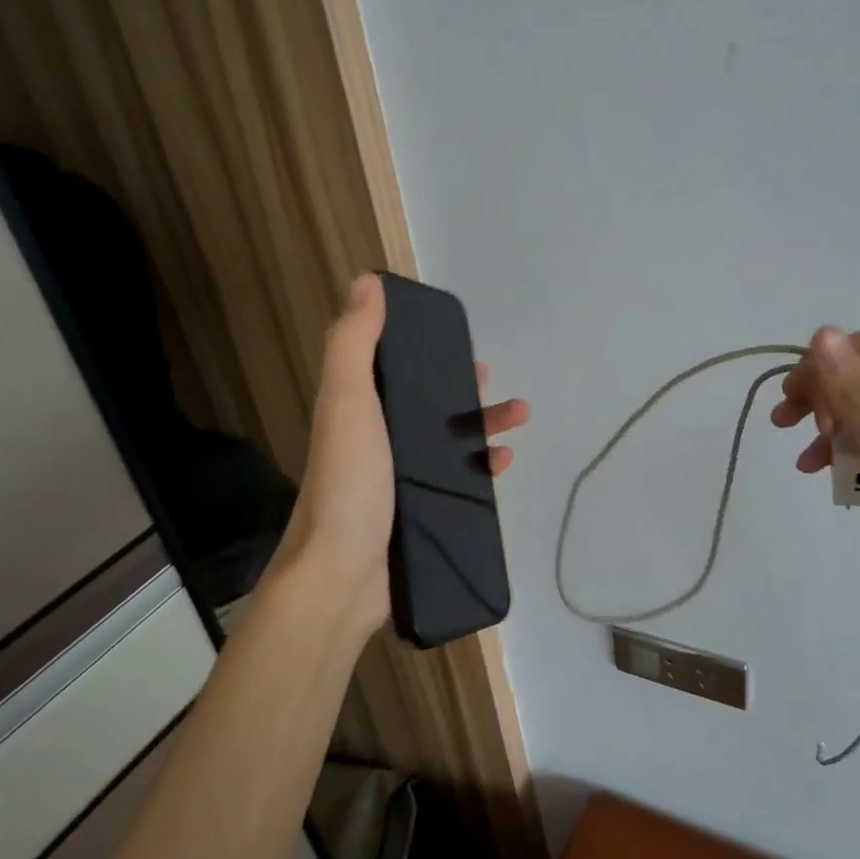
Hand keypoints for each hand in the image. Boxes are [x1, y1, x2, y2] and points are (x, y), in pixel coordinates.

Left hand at [275, 274, 529, 638]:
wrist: (340, 577)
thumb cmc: (347, 483)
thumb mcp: (347, 402)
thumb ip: (354, 343)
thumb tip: (367, 282)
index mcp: (359, 412)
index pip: (395, 370)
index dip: (425, 353)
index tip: (458, 344)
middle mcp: (378, 442)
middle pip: (429, 406)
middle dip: (466, 391)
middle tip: (497, 384)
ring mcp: (400, 482)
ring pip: (450, 443)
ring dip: (484, 426)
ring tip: (519, 418)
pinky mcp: (421, 513)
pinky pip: (459, 482)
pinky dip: (483, 468)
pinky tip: (504, 463)